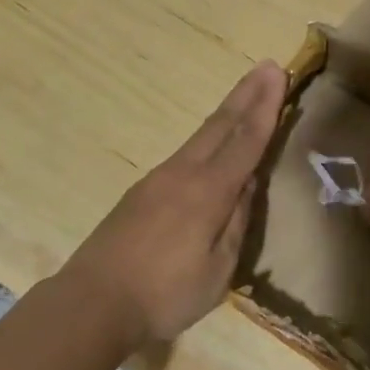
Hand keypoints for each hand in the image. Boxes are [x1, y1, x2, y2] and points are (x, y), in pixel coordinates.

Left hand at [58, 60, 285, 348]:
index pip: (246, 140)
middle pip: (221, 125)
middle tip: (267, 66)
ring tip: (246, 93)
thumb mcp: (217, 270)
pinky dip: (208, 136)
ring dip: (228, 110)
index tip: (278, 74)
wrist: (92, 304)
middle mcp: (183, 174)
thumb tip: (248, 184)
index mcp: (208, 192)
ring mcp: (158, 179)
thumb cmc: (164, 294)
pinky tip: (213, 141)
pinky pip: (186, 153)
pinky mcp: (142, 192)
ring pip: (201, 136)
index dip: (266, 108)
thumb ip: (236, 223)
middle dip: (247, 94)